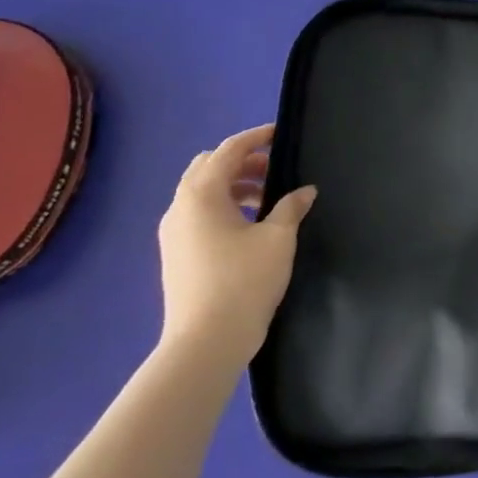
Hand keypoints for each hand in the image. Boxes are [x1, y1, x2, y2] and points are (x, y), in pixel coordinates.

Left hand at [157, 123, 314, 372]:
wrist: (205, 343)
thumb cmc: (244, 281)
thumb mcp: (278, 238)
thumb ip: (291, 207)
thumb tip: (304, 191)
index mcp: (202, 194)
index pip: (228, 151)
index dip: (255, 138)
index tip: (280, 134)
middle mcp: (180, 207)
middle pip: (208, 167)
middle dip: (241, 161)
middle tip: (274, 169)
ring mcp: (173, 233)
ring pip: (202, 192)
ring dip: (233, 185)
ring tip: (267, 198)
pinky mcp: (175, 254)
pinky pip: (198, 214)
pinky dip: (222, 206)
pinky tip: (248, 225)